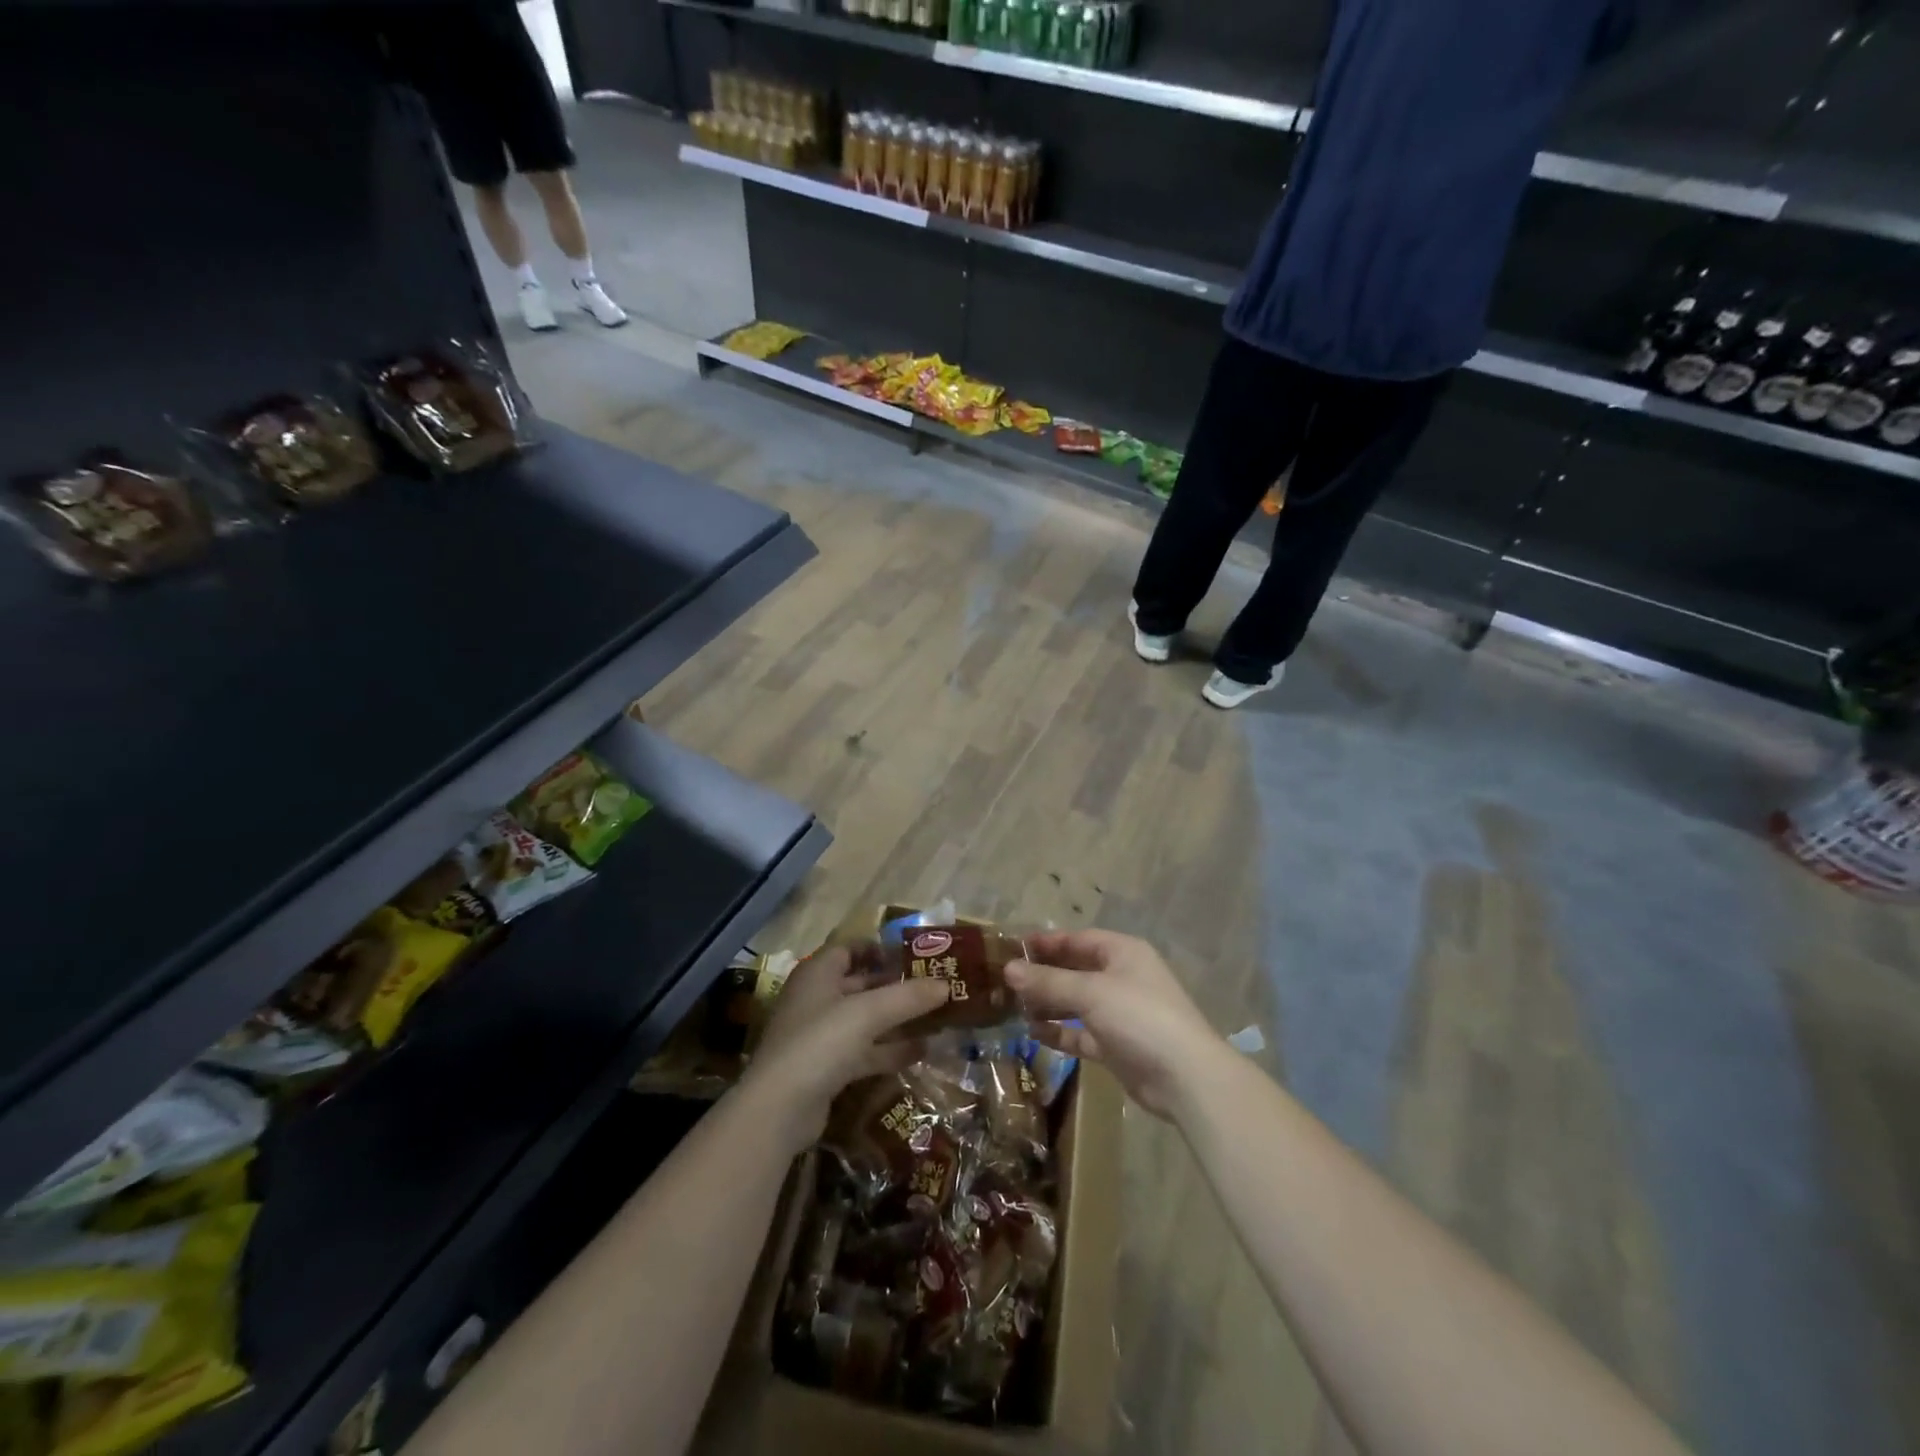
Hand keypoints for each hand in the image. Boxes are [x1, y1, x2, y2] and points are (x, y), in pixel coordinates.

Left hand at [738, 944, 951, 1154]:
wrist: (779, 1109)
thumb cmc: (820, 1042)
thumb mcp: (868, 1013)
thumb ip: (908, 997)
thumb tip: (946, 984)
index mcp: (818, 974)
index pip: (850, 948)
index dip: (880, 948)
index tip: (915, 954)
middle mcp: (817, 999)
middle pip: (861, 984)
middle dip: (896, 985)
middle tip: (935, 986)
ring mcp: (820, 1035)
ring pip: (865, 1020)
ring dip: (897, 1019)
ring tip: (937, 1018)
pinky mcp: (827, 1068)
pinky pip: (864, 1050)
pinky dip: (889, 1050)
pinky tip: (921, 1052)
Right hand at [1005, 930, 1226, 1121]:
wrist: (1185, 1078)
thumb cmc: (1139, 1017)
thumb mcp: (1090, 993)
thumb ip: (1048, 981)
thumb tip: (1008, 969)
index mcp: (1123, 952)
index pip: (1077, 939)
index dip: (1045, 943)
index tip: (1011, 948)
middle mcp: (1122, 977)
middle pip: (1075, 970)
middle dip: (1043, 975)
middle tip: (1005, 980)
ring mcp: (1120, 1013)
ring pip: (1076, 1002)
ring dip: (1048, 1004)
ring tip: (1012, 1007)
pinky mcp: (1117, 1045)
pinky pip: (1081, 1033)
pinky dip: (1060, 1032)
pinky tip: (1033, 1033)